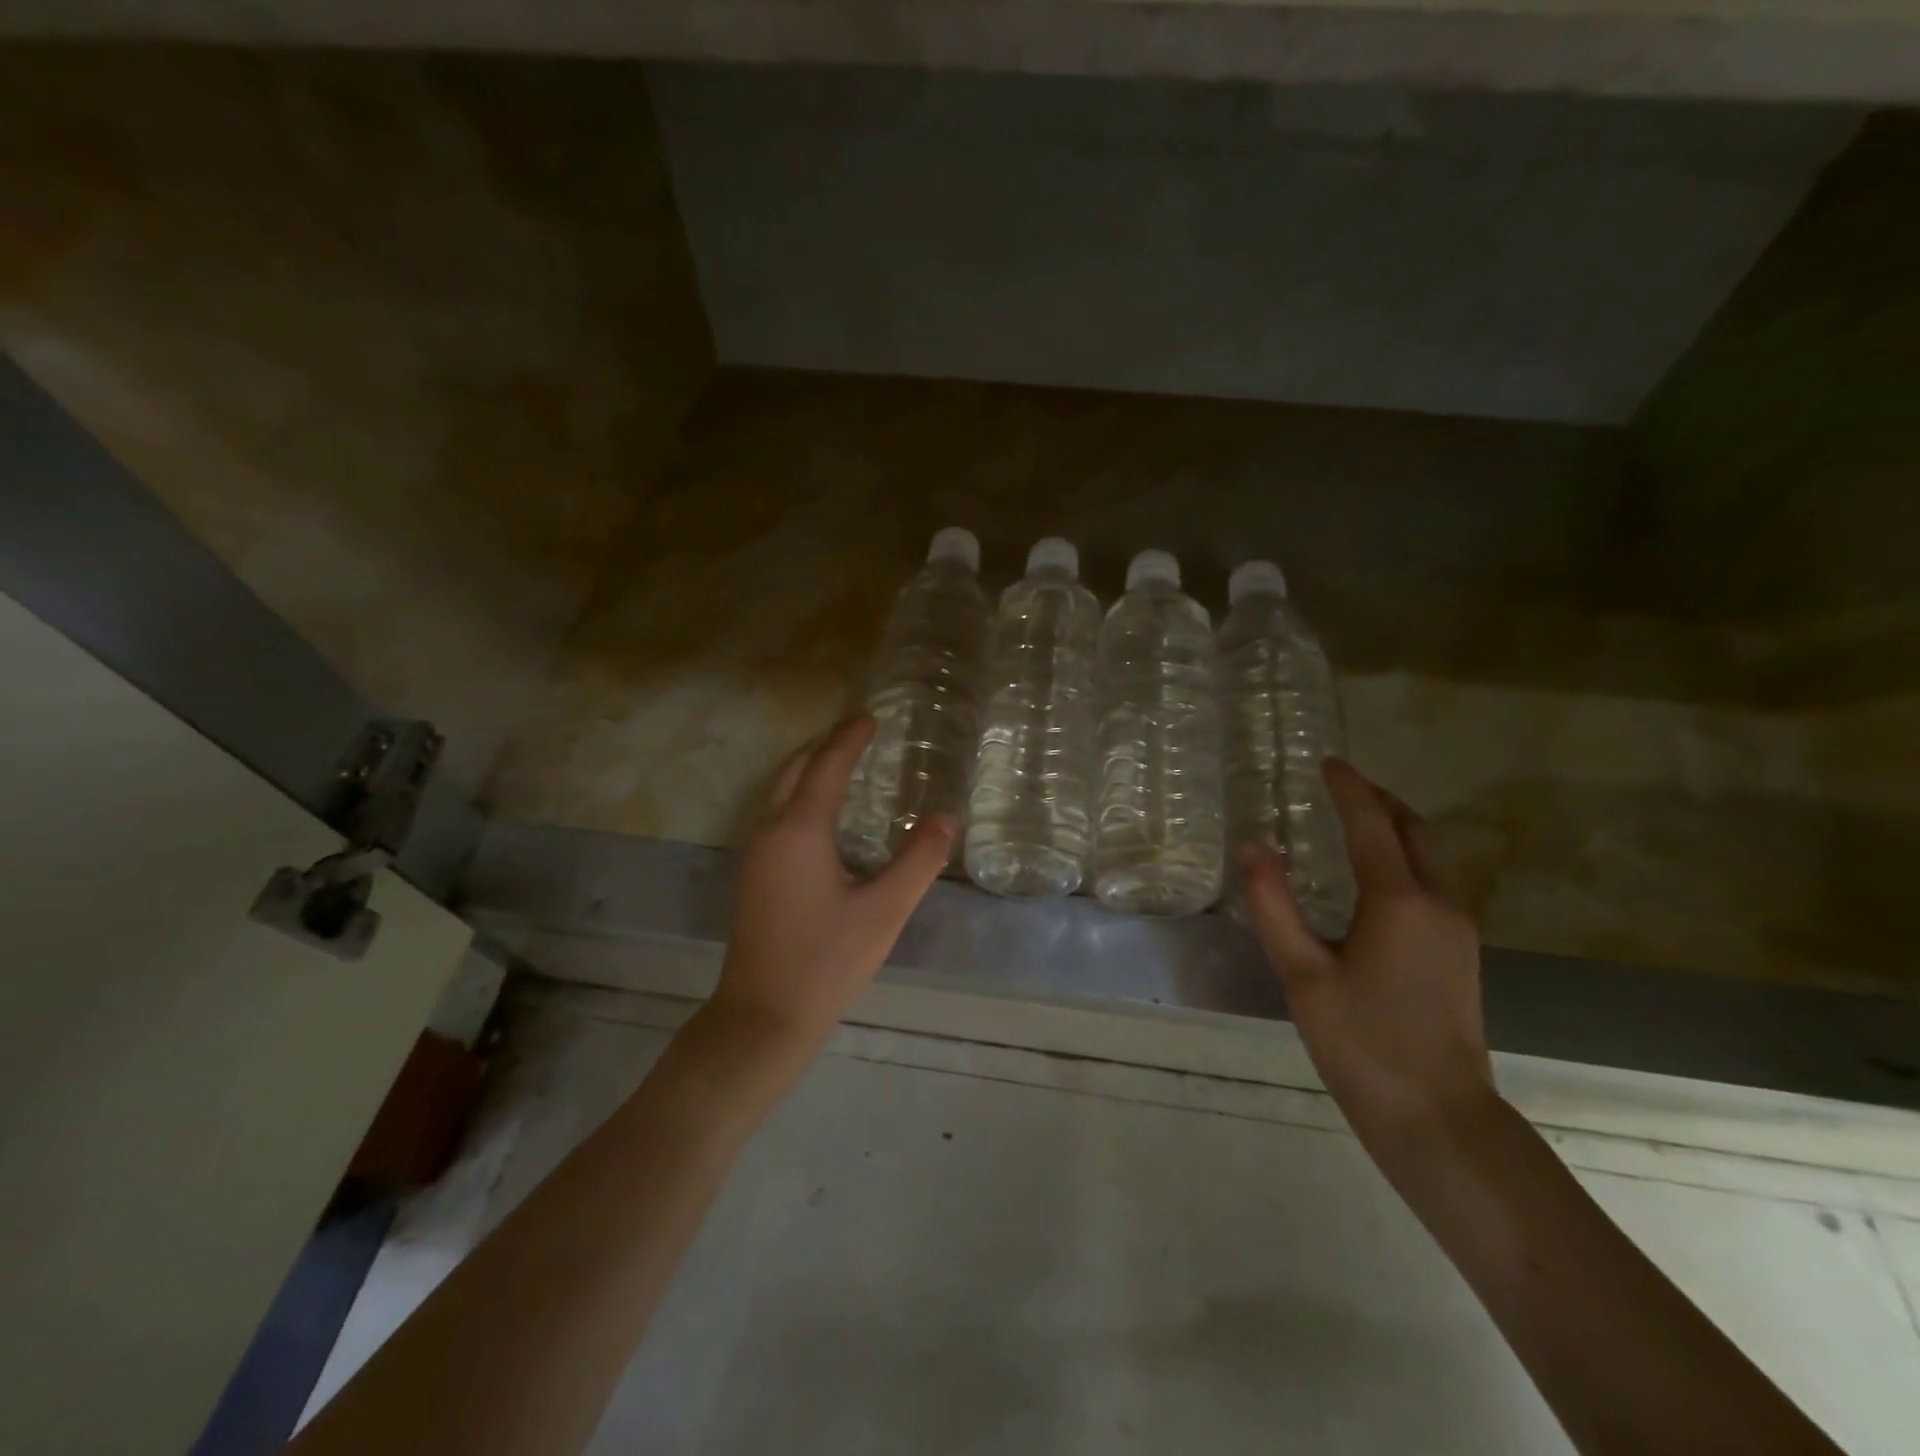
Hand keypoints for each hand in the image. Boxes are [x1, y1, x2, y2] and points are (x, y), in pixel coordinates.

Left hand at [707, 716, 953, 1054]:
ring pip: (779, 791)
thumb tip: (946, 817)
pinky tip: (822, 815)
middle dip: (826, 745)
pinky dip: (799, 794)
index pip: (827, 766)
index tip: (871, 717)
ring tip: (843, 763)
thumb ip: (918, 860)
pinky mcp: (752, 876)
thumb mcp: (885, 910)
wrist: (763, 1015)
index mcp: (800, 831)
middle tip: (858, 733)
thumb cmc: (827, 960)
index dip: (850, 738)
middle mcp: (770, 831)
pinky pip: (775, 814)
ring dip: (809, 768)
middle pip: (795, 769)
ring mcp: (755, 854)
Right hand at [1238, 759, 1495, 1151]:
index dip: (1348, 789)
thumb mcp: (1302, 975)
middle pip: (1414, 831)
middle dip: (1380, 801)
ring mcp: (1457, 929)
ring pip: (1430, 856)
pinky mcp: (1460, 953)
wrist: (1439, 1117)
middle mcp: (1437, 903)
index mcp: (1398, 900)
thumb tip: (1252, 846)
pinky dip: (1405, 858)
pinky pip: (1433, 882)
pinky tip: (1377, 879)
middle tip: (1343, 785)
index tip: (1328, 763)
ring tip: (1357, 821)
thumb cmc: (1363, 1044)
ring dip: (1396, 828)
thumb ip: (1274, 906)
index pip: (1371, 825)